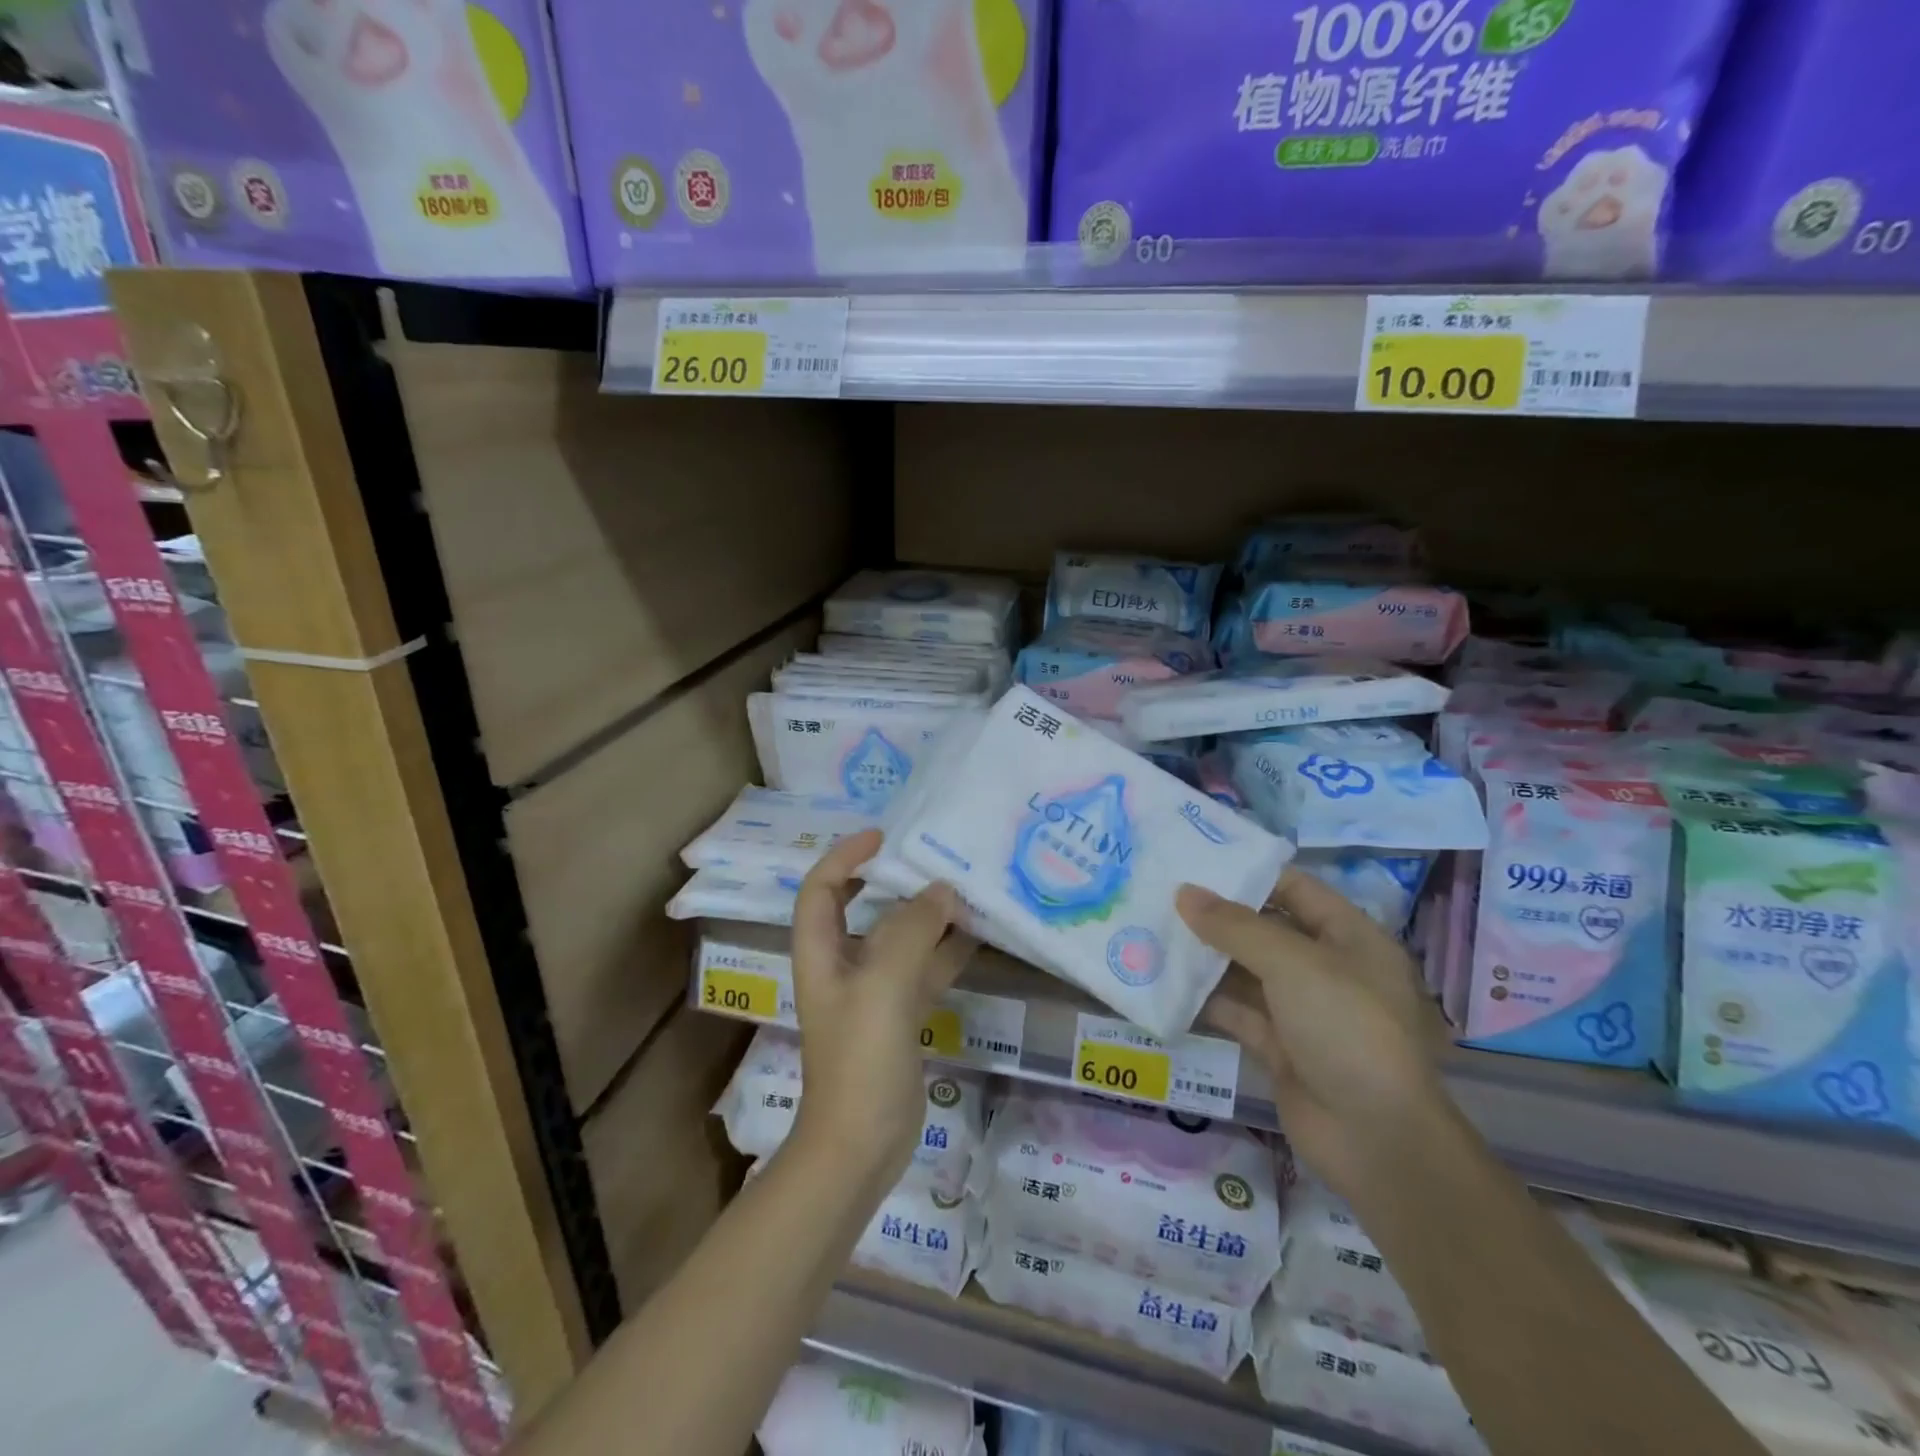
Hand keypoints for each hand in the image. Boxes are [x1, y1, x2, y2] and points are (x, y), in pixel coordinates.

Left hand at [788, 829, 974, 1189]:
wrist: (860, 1145)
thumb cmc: (860, 1058)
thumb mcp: (883, 985)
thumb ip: (911, 931)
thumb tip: (942, 890)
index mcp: (821, 952)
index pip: (821, 888)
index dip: (845, 856)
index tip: (884, 837)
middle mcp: (844, 966)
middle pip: (862, 908)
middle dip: (892, 881)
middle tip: (933, 857)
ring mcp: (873, 993)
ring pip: (900, 939)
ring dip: (927, 915)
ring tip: (966, 887)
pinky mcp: (900, 1017)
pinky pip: (923, 970)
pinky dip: (945, 951)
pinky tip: (977, 935)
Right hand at [1178, 870, 1451, 1201]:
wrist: (1376, 1138)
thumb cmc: (1346, 1028)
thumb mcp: (1292, 964)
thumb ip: (1235, 926)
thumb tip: (1184, 893)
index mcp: (1349, 937)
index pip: (1294, 888)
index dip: (1248, 872)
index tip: (1196, 860)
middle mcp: (1326, 968)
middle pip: (1264, 929)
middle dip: (1217, 915)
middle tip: (1161, 893)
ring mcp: (1301, 1010)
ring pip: (1245, 971)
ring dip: (1204, 956)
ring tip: (1151, 930)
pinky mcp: (1279, 1046)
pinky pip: (1236, 1010)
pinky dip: (1204, 998)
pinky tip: (1162, 982)